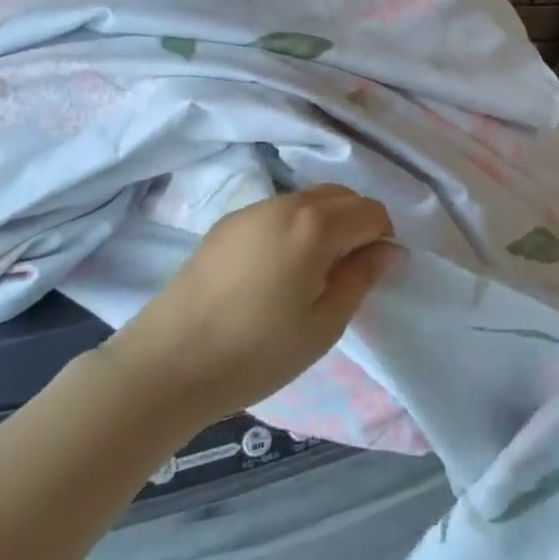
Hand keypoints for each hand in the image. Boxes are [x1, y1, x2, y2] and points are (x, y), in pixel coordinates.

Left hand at [110, 185, 397, 423]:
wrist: (167, 363)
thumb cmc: (256, 352)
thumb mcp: (324, 324)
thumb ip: (362, 278)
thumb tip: (391, 250)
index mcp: (315, 225)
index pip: (371, 212)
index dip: (384, 240)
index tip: (374, 274)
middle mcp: (286, 204)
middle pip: (342, 195)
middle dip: (358, 224)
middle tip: (349, 272)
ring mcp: (251, 210)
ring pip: (309, 199)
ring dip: (327, 223)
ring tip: (313, 272)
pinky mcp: (226, 223)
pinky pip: (278, 211)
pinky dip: (296, 226)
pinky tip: (278, 269)